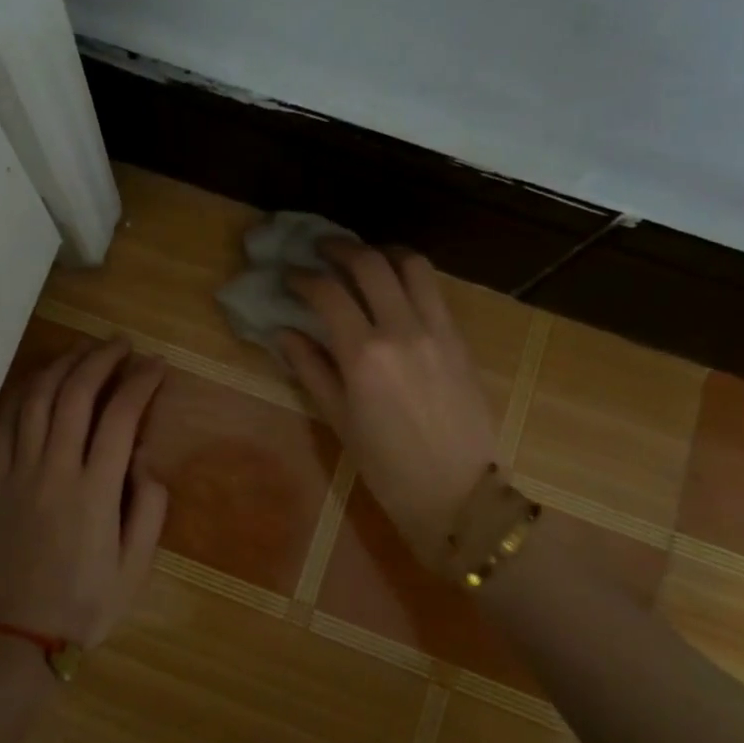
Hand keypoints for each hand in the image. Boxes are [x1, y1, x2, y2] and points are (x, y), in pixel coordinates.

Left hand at [0, 338, 169, 647]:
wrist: (17, 636)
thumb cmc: (86, 604)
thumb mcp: (136, 567)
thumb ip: (149, 510)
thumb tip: (146, 464)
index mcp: (95, 490)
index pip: (120, 416)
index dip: (141, 382)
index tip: (157, 366)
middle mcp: (55, 469)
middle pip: (76, 394)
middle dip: (101, 359)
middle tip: (122, 344)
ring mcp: (21, 472)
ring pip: (37, 399)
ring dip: (62, 366)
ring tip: (84, 351)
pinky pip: (7, 424)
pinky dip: (24, 394)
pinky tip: (39, 382)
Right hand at [279, 243, 499, 562]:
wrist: (459, 493)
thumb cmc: (387, 467)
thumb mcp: (339, 420)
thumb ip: (310, 369)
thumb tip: (283, 332)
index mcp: (365, 355)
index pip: (328, 293)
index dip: (302, 277)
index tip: (288, 275)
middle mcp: (402, 330)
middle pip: (370, 264)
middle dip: (340, 249)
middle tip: (321, 250)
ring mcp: (437, 330)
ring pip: (411, 264)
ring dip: (382, 252)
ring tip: (364, 259)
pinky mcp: (460, 338)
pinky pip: (434, 290)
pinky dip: (410, 276)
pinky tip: (395, 288)